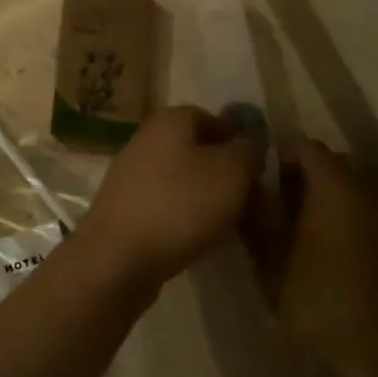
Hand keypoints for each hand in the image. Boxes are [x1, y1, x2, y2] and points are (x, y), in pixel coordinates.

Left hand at [75, 105, 262, 292]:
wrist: (117, 257)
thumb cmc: (180, 205)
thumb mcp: (231, 172)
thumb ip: (248, 150)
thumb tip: (249, 140)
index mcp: (171, 120)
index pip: (214, 120)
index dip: (241, 145)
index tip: (260, 176)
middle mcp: (148, 139)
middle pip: (200, 152)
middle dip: (230, 179)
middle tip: (255, 208)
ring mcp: (132, 173)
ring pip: (185, 181)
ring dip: (211, 201)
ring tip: (233, 230)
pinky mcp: (126, 207)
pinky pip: (167, 205)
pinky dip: (187, 219)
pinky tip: (200, 241)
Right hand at [255, 140, 377, 376]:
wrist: (376, 352)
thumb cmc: (315, 298)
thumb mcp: (270, 256)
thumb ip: (257, 212)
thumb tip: (247, 184)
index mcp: (336, 185)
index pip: (305, 147)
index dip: (280, 159)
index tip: (263, 183)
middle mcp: (368, 190)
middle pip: (332, 164)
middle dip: (304, 177)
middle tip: (279, 206)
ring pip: (352, 189)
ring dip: (327, 198)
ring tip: (302, 229)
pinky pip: (368, 213)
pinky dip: (348, 219)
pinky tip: (330, 250)